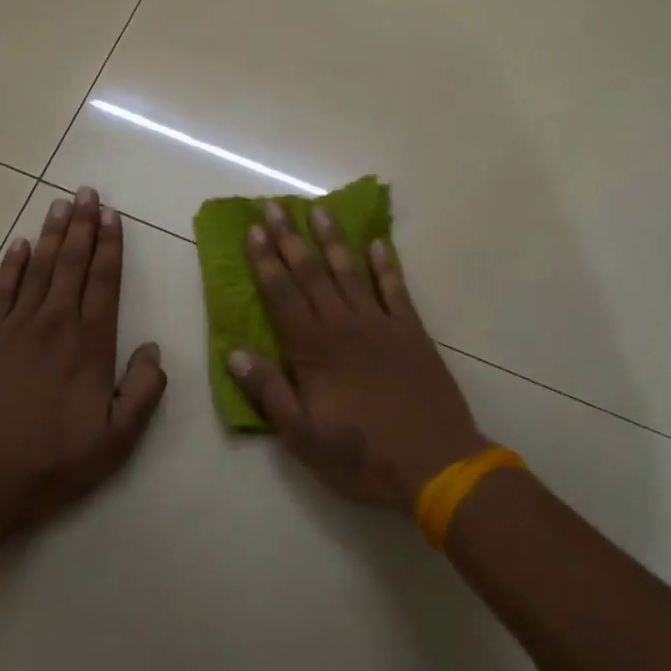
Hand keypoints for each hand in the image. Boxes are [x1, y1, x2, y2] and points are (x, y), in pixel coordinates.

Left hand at [0, 188, 165, 530]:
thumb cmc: (58, 458)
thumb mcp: (119, 437)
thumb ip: (144, 390)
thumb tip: (154, 349)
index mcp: (91, 343)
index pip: (105, 281)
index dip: (111, 246)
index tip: (113, 215)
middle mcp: (55, 324)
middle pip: (73, 264)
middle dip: (84, 225)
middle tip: (87, 192)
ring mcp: (17, 328)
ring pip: (39, 269)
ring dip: (52, 234)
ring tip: (61, 204)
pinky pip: (2, 291)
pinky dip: (12, 265)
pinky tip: (21, 245)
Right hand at [228, 202, 488, 512]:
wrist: (436, 465)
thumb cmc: (362, 456)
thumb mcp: (302, 436)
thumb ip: (269, 391)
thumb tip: (235, 353)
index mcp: (313, 350)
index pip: (281, 295)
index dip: (265, 261)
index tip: (253, 229)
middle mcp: (343, 326)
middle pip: (311, 273)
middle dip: (291, 238)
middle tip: (276, 205)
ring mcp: (381, 325)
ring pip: (350, 271)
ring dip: (333, 240)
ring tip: (320, 210)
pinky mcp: (412, 332)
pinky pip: (396, 289)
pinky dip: (387, 264)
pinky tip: (379, 242)